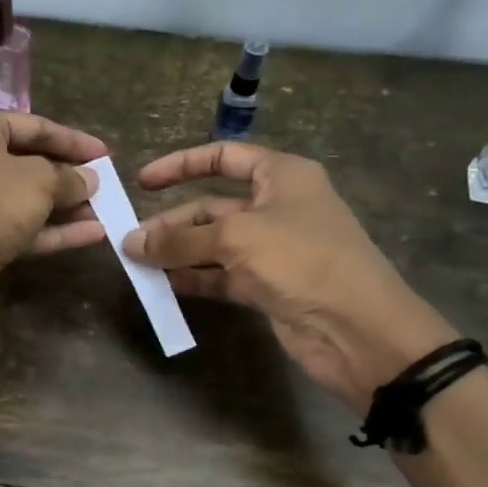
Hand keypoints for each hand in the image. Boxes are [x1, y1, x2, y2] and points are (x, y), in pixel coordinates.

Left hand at [0, 104, 107, 329]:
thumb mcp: (39, 181)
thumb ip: (68, 177)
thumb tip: (88, 179)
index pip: (32, 125)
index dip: (72, 140)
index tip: (106, 153)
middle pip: (27, 162)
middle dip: (68, 176)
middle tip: (105, 185)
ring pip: (24, 199)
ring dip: (65, 206)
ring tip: (106, 211)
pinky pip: (18, 227)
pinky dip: (52, 230)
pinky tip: (92, 235)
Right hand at [122, 142, 456, 407]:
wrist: (357, 329)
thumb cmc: (301, 260)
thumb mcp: (236, 239)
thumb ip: (179, 239)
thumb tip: (130, 242)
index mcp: (281, 176)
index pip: (224, 157)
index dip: (181, 165)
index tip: (142, 183)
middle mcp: (276, 207)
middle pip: (212, 206)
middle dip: (172, 222)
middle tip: (130, 241)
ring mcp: (272, 249)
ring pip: (213, 243)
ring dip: (177, 253)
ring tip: (138, 265)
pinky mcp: (267, 285)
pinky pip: (221, 275)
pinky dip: (194, 278)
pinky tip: (164, 286)